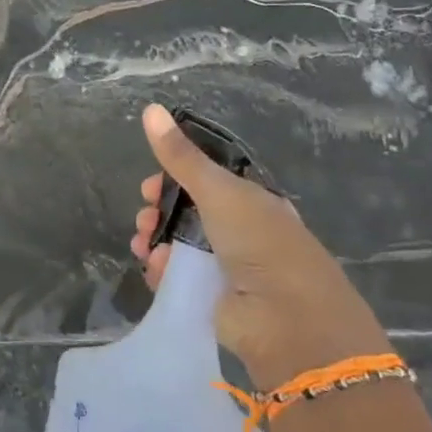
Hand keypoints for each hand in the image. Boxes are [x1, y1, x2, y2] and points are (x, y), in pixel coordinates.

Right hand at [130, 104, 391, 391]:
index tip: (149, 185)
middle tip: (144, 218)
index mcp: (251, 201)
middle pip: (185, 213)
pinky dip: (161, 270)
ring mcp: (225, 267)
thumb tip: (150, 108)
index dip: (173, 179)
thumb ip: (181, 156)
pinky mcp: (211, 299)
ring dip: (154, 240)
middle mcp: (239, 231)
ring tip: (143, 245)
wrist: (288, 322)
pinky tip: (155, 268)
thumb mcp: (219, 191)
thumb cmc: (261, 244)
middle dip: (157, 211)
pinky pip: (176, 277)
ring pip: (176, 244)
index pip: (205, 181)